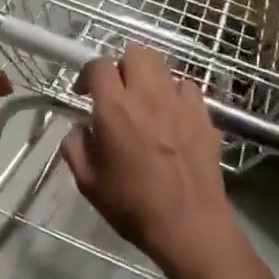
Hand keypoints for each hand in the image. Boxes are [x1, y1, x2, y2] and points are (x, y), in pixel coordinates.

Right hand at [62, 47, 239, 278]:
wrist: (188, 225)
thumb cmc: (132, 206)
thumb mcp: (87, 182)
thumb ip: (75, 146)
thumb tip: (81, 127)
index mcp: (114, 108)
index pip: (99, 65)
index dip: (88, 74)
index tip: (85, 92)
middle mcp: (147, 95)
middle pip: (135, 53)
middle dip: (122, 66)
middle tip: (117, 92)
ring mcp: (179, 102)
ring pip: (163, 66)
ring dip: (149, 78)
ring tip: (145, 102)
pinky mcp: (203, 115)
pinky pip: (187, 88)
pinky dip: (175, 94)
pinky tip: (172, 116)